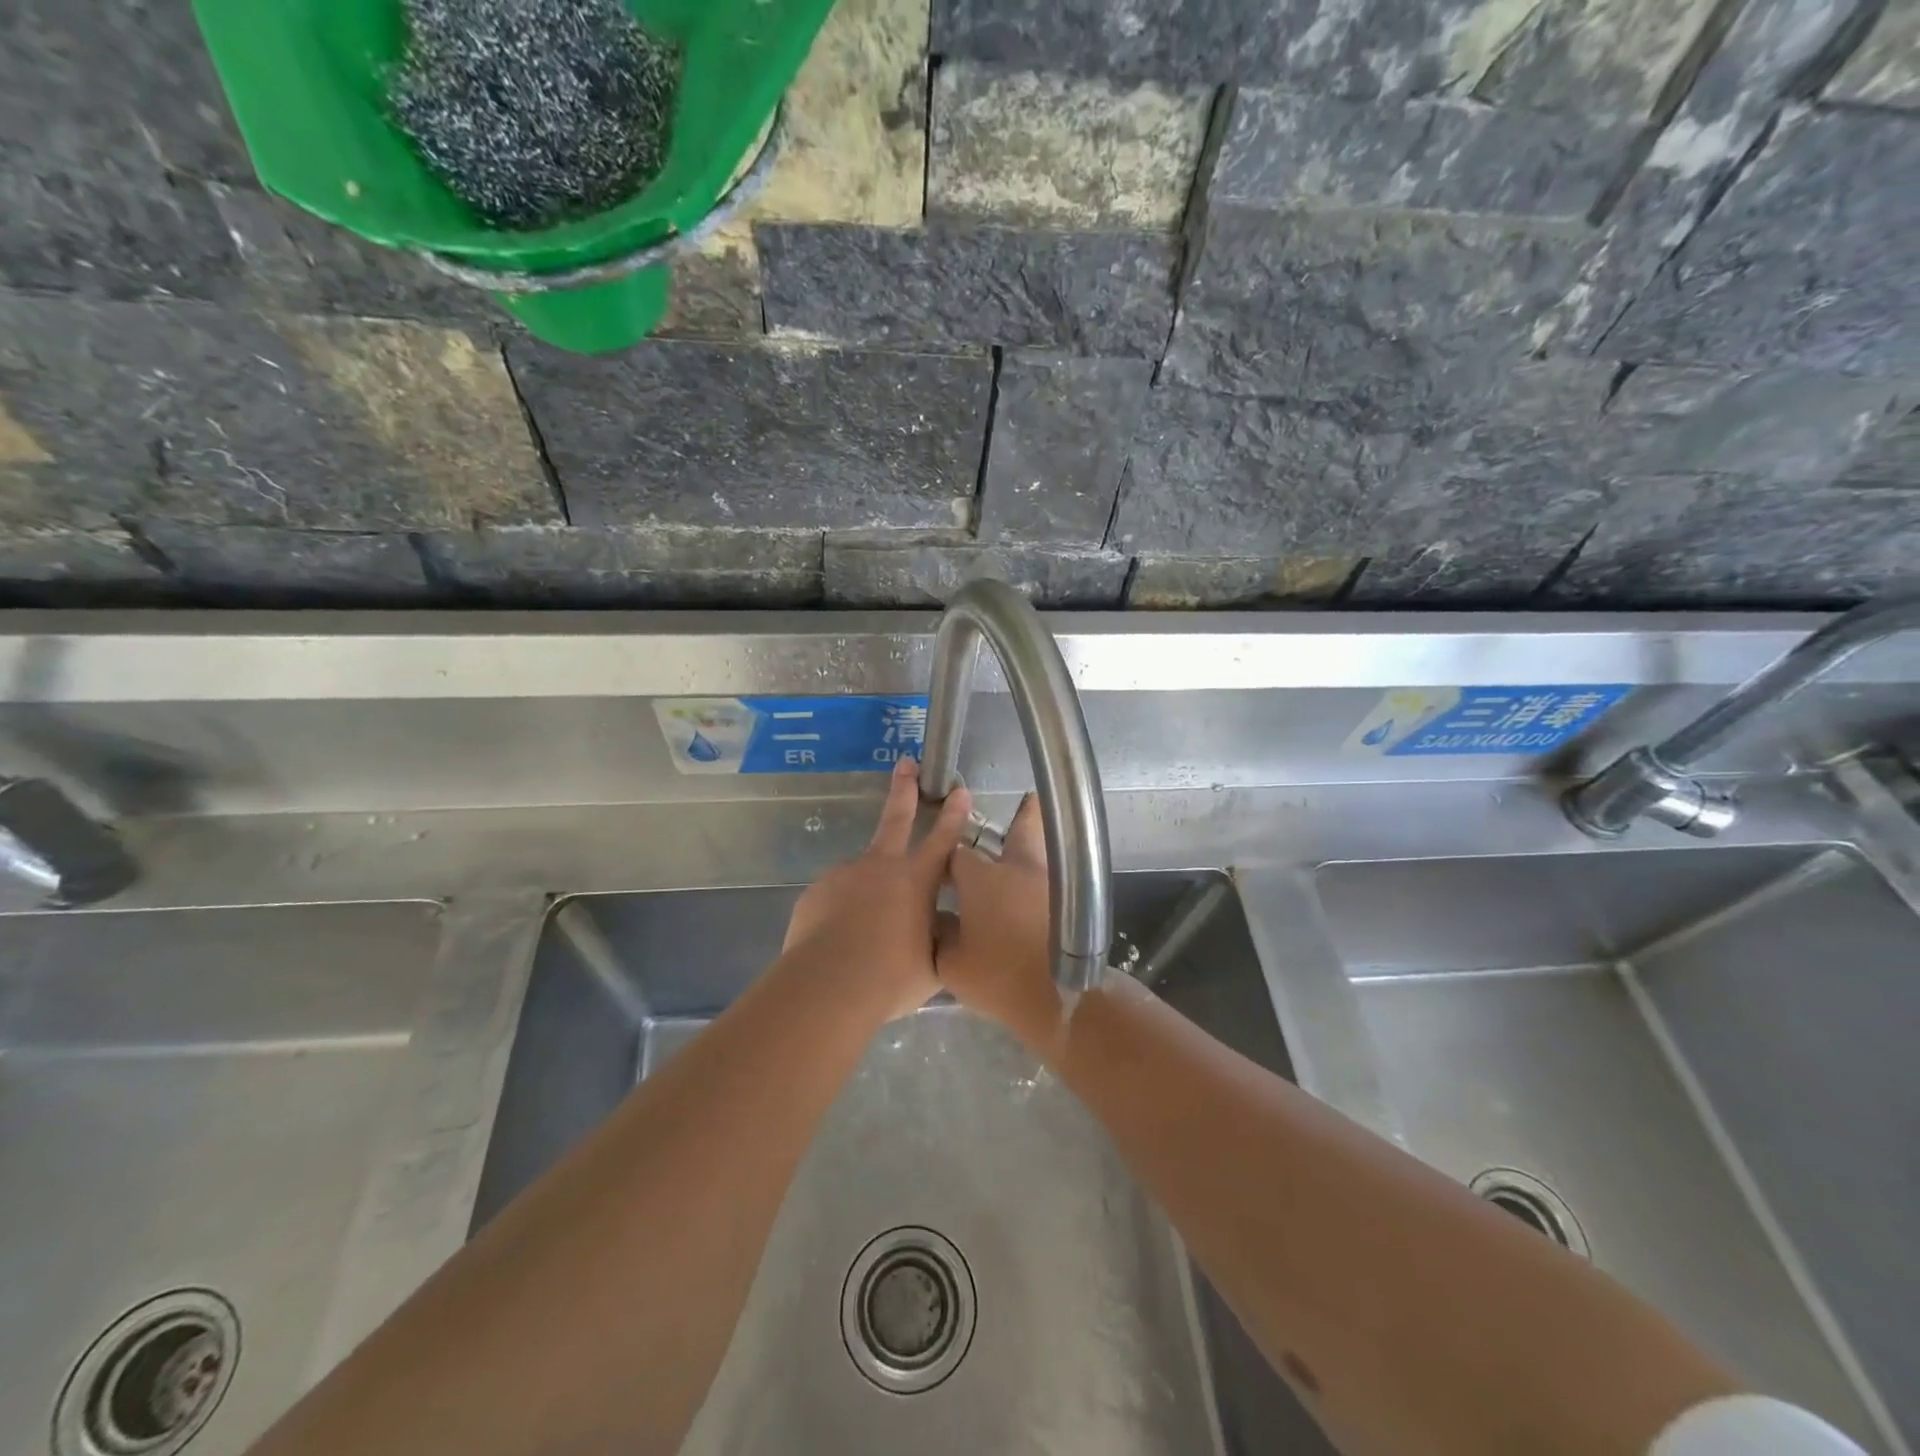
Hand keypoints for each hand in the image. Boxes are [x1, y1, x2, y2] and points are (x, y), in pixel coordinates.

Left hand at [781, 757, 972, 1023]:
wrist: (827, 984)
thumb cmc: (891, 976)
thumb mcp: (932, 964)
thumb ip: (938, 938)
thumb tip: (941, 926)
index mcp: (916, 880)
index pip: (943, 840)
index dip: (954, 814)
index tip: (959, 789)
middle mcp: (880, 867)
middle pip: (896, 818)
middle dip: (904, 789)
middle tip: (906, 763)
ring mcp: (844, 875)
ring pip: (862, 874)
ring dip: (867, 891)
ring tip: (865, 934)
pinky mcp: (816, 892)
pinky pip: (835, 898)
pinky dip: (842, 912)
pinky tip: (841, 941)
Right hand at [935, 793, 1061, 1047]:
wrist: (1059, 997)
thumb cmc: (998, 977)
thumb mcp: (951, 964)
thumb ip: (939, 936)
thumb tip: (938, 921)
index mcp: (981, 879)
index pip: (956, 854)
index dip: (947, 860)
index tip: (942, 870)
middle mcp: (1016, 869)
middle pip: (1020, 830)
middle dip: (1021, 816)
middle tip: (1028, 798)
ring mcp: (1047, 882)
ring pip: (1043, 850)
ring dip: (1038, 839)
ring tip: (1042, 829)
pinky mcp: (1068, 902)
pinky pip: (1054, 875)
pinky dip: (1046, 872)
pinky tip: (1040, 883)